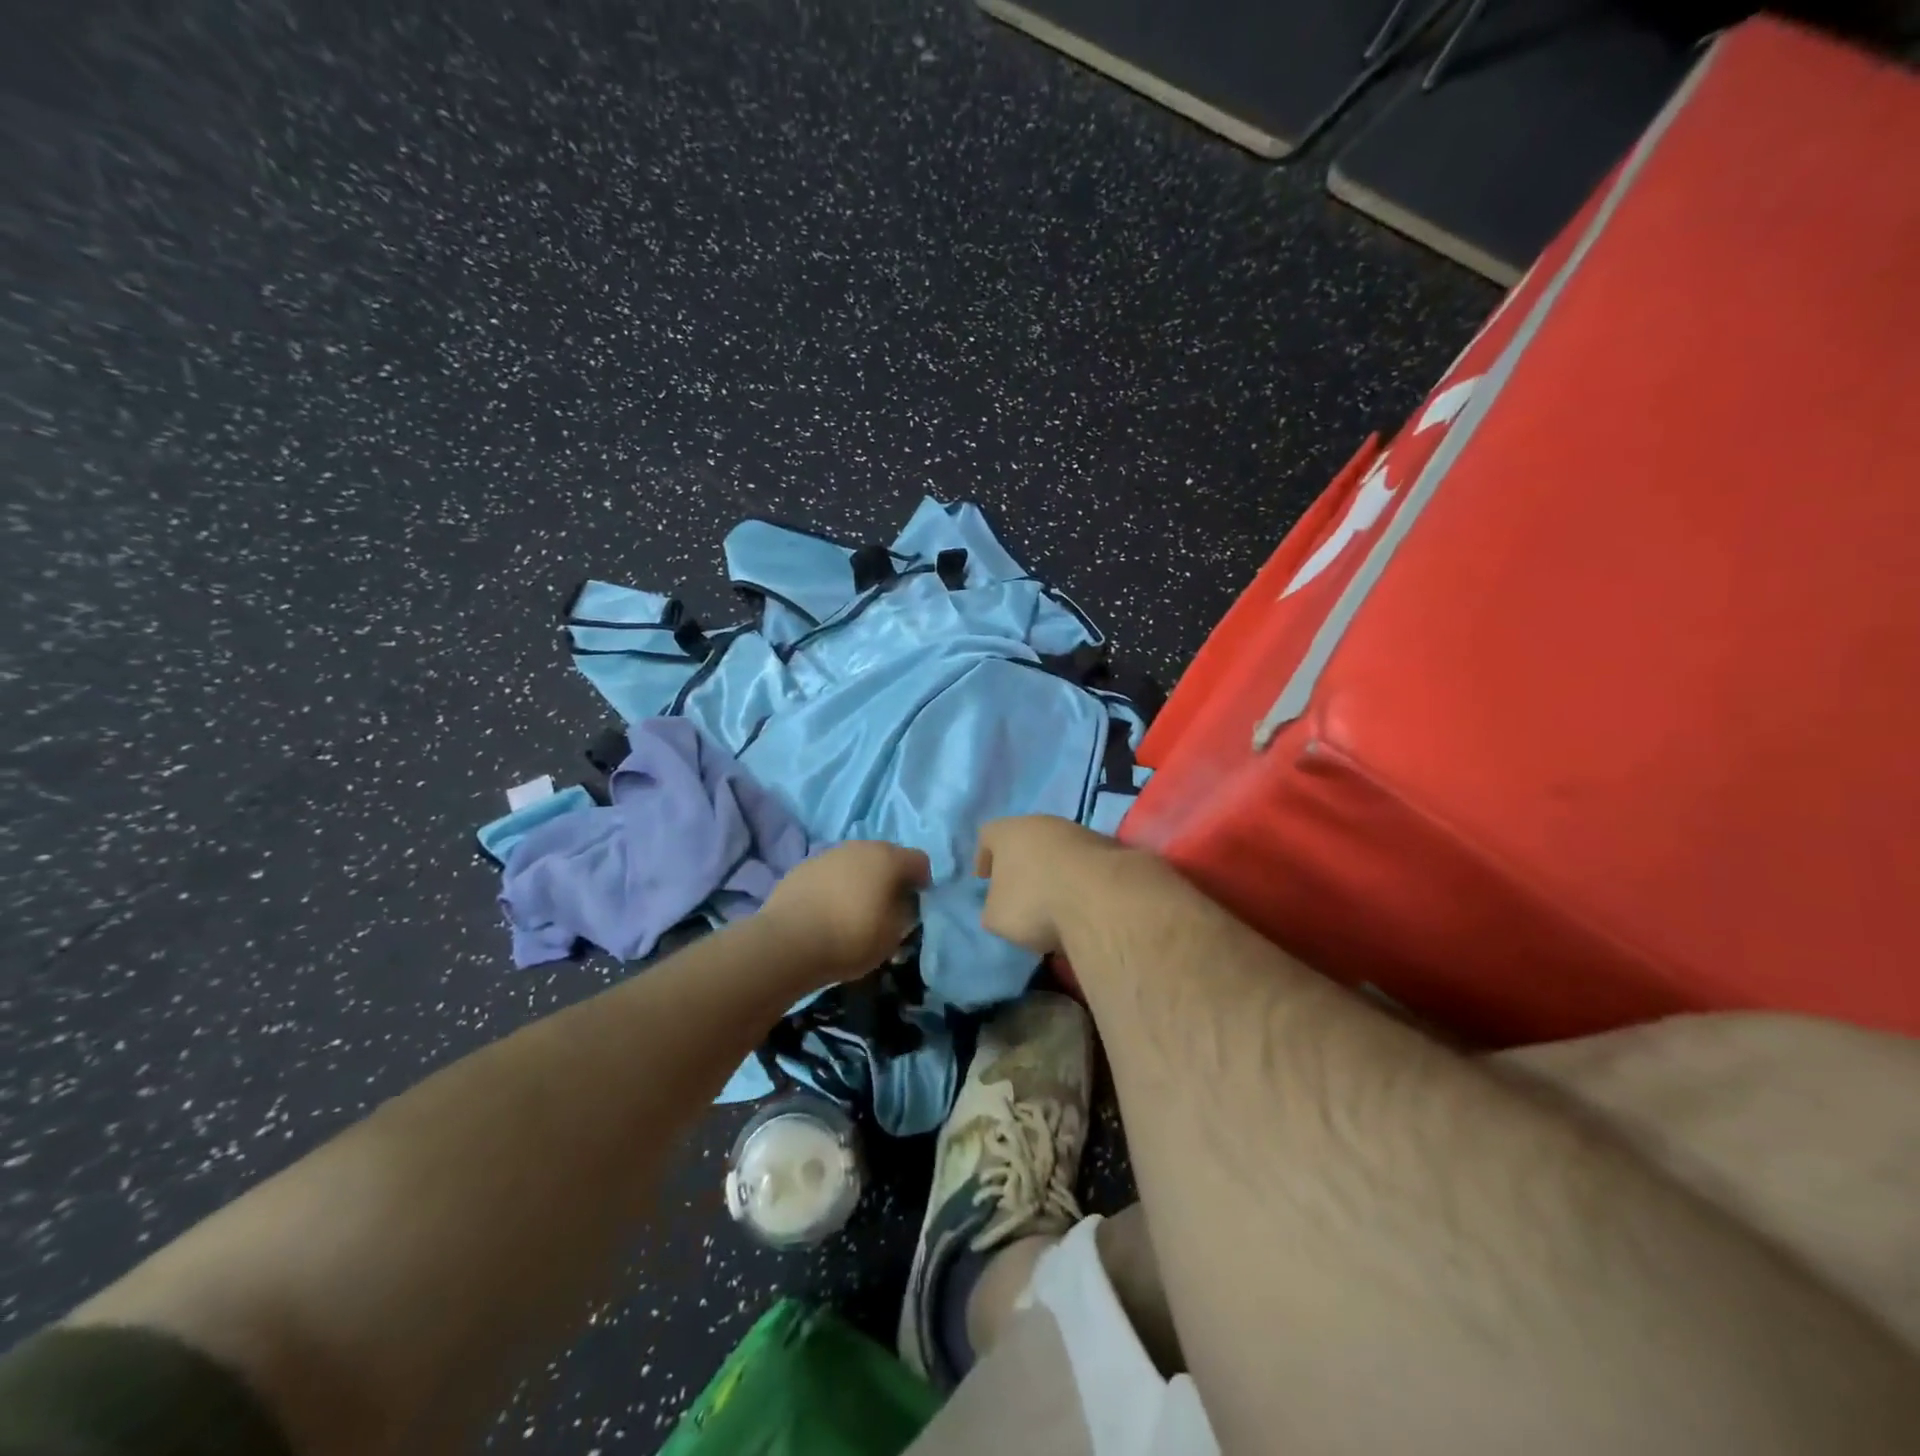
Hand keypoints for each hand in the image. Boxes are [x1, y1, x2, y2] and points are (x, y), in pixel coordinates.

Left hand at [761, 841, 931, 980]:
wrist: (787, 942)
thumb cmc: (850, 938)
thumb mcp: (893, 935)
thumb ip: (905, 913)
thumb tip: (902, 902)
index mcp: (888, 859)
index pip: (919, 860)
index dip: (923, 881)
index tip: (916, 904)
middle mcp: (860, 847)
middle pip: (886, 856)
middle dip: (891, 877)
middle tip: (887, 905)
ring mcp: (829, 854)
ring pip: (856, 862)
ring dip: (862, 879)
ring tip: (855, 908)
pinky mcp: (803, 866)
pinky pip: (831, 872)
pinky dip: (836, 885)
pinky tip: (829, 910)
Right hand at [975, 814, 1122, 956]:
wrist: (1103, 899)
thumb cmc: (1035, 903)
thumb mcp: (996, 917)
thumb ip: (993, 907)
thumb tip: (1001, 905)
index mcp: (1008, 831)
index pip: (987, 835)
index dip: (983, 858)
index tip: (984, 879)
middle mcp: (1043, 822)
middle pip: (1025, 840)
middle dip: (1021, 865)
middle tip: (1019, 892)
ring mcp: (1079, 833)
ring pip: (1058, 850)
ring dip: (1054, 872)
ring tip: (1054, 903)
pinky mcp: (1111, 849)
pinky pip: (1085, 865)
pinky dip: (1080, 881)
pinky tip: (1081, 904)